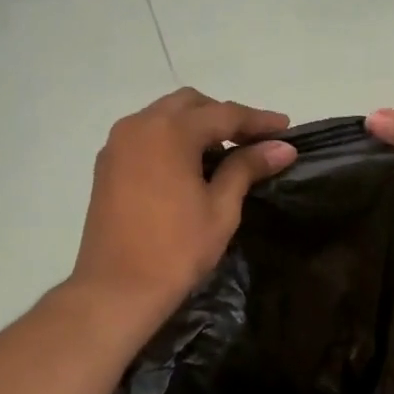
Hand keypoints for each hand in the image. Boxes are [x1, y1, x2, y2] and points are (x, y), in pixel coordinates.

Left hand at [72, 88, 295, 315]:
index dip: (258, 121)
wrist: (117, 288)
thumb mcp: (221, 208)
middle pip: (190, 104)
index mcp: (170, 132)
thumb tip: (282, 148)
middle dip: (224, 117)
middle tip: (253, 141)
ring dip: (196, 126)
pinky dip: (171, 139)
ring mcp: (118, 144)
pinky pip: (146, 135)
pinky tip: (190, 165)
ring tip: (224, 153)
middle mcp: (139, 125)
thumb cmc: (176, 249)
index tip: (286, 129)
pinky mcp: (107, 164)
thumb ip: (247, 168)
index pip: (224, 114)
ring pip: (164, 116)